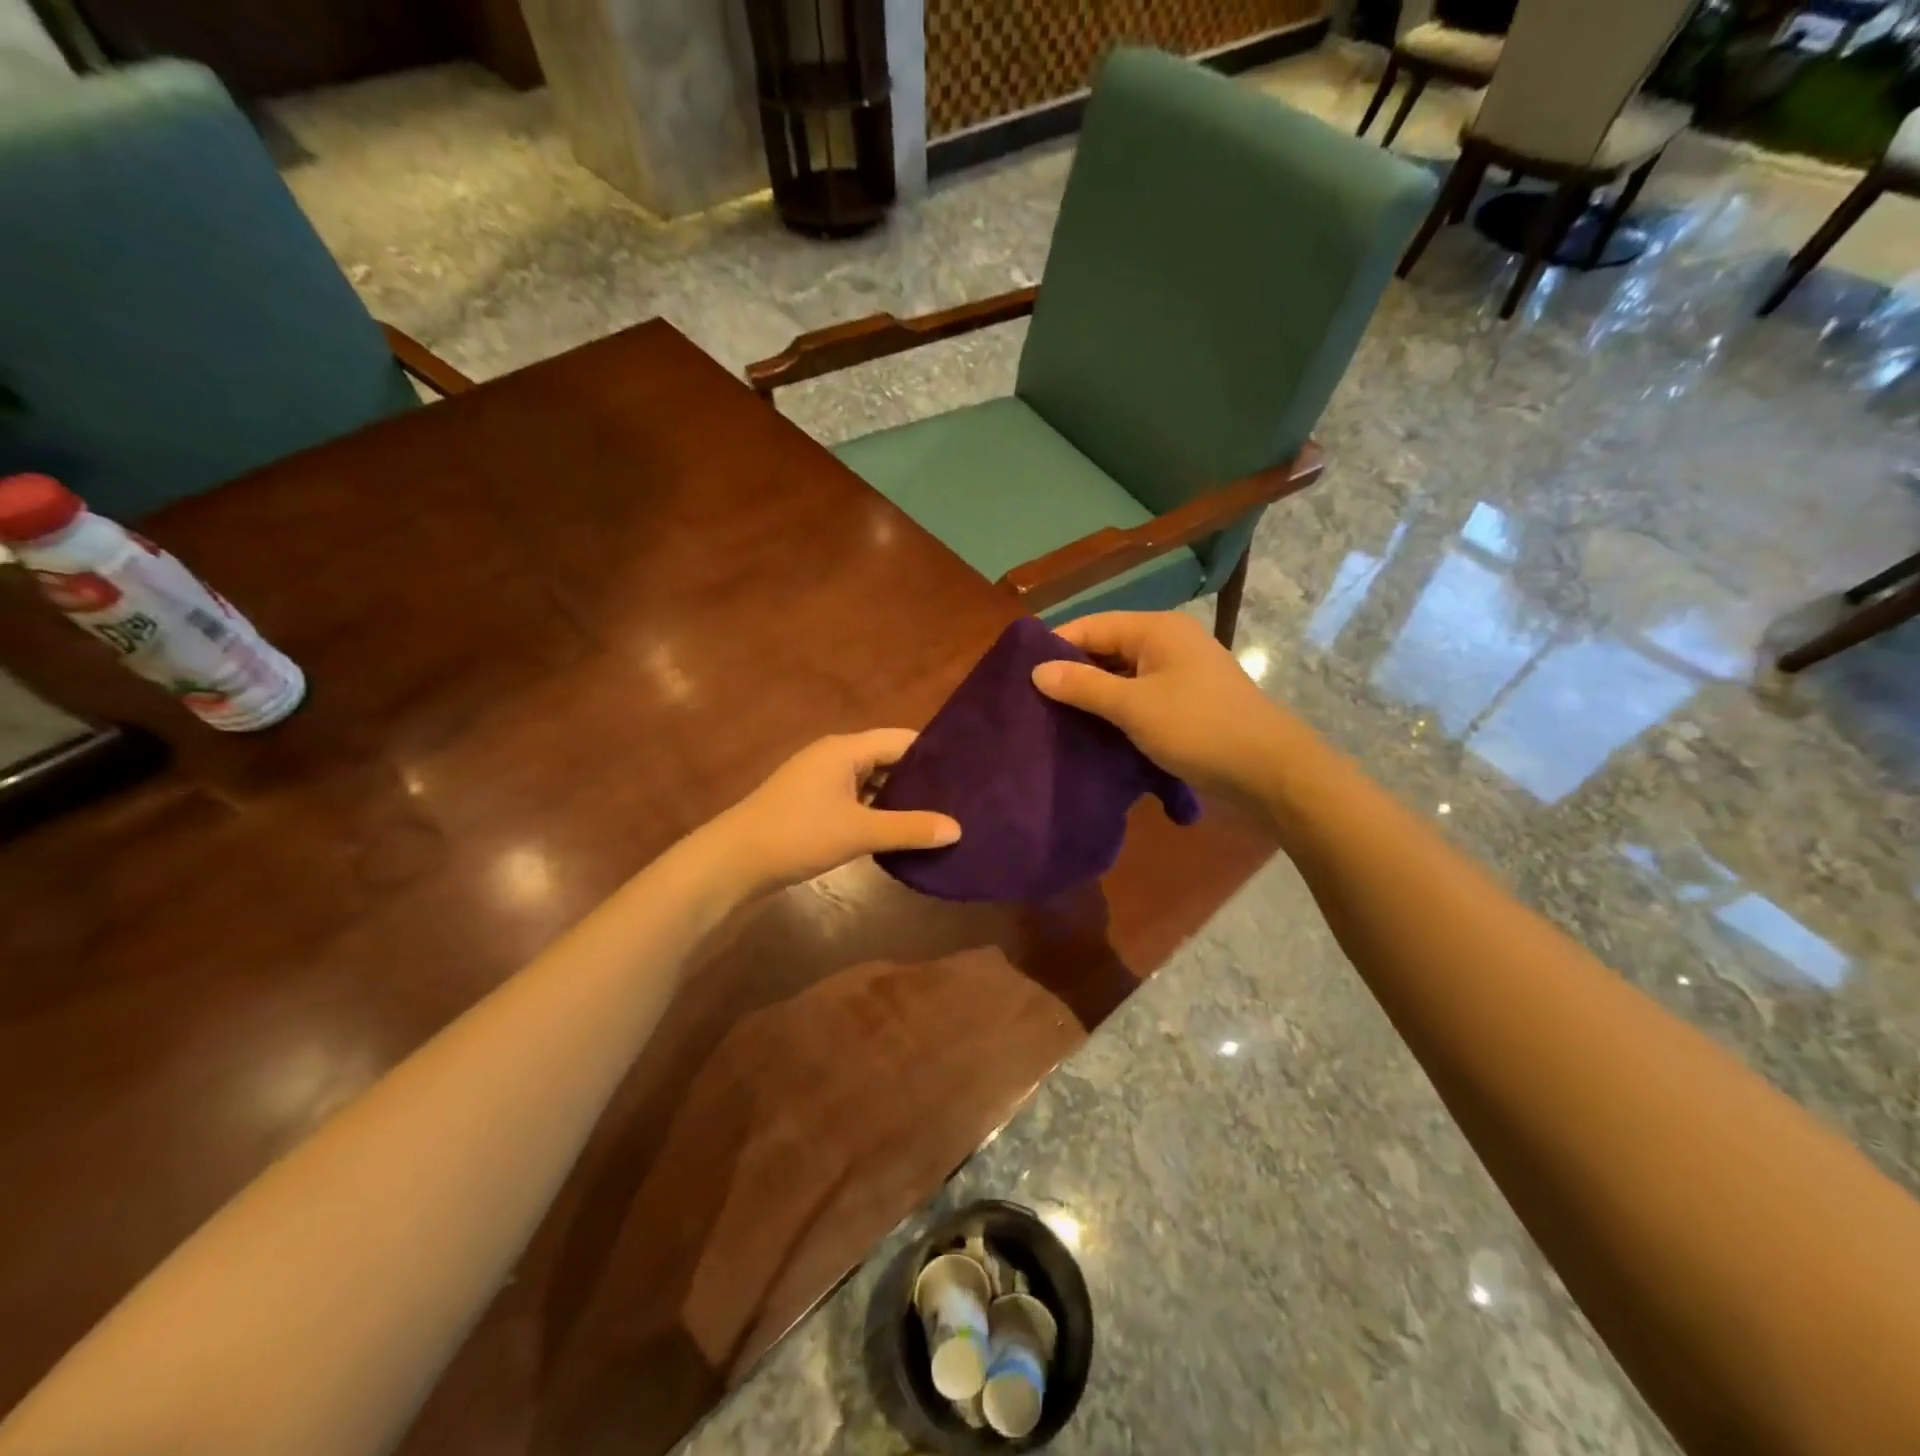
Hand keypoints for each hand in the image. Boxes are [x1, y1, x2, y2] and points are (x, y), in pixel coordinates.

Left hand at [706, 730, 960, 892]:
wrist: (733, 862)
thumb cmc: (798, 835)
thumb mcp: (859, 831)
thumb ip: (909, 828)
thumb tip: (958, 829)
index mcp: (846, 749)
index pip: (902, 739)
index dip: (935, 754)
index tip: (968, 772)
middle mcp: (834, 756)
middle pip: (887, 758)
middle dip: (920, 778)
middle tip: (960, 798)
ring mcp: (820, 780)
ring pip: (871, 781)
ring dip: (898, 797)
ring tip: (937, 816)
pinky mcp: (811, 804)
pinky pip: (855, 798)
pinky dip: (877, 810)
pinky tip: (898, 831)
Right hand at [1030, 612, 1297, 804]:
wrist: (1270, 772)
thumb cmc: (1198, 728)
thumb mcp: (1133, 707)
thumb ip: (1083, 686)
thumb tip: (1036, 671)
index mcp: (1156, 630)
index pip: (1090, 626)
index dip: (1054, 648)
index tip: (1019, 676)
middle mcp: (1168, 643)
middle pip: (1106, 649)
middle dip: (1071, 674)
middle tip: (1032, 703)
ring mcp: (1181, 673)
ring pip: (1122, 676)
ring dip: (1093, 696)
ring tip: (1054, 720)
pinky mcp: (1187, 703)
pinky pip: (1140, 697)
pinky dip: (1116, 711)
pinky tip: (1092, 733)